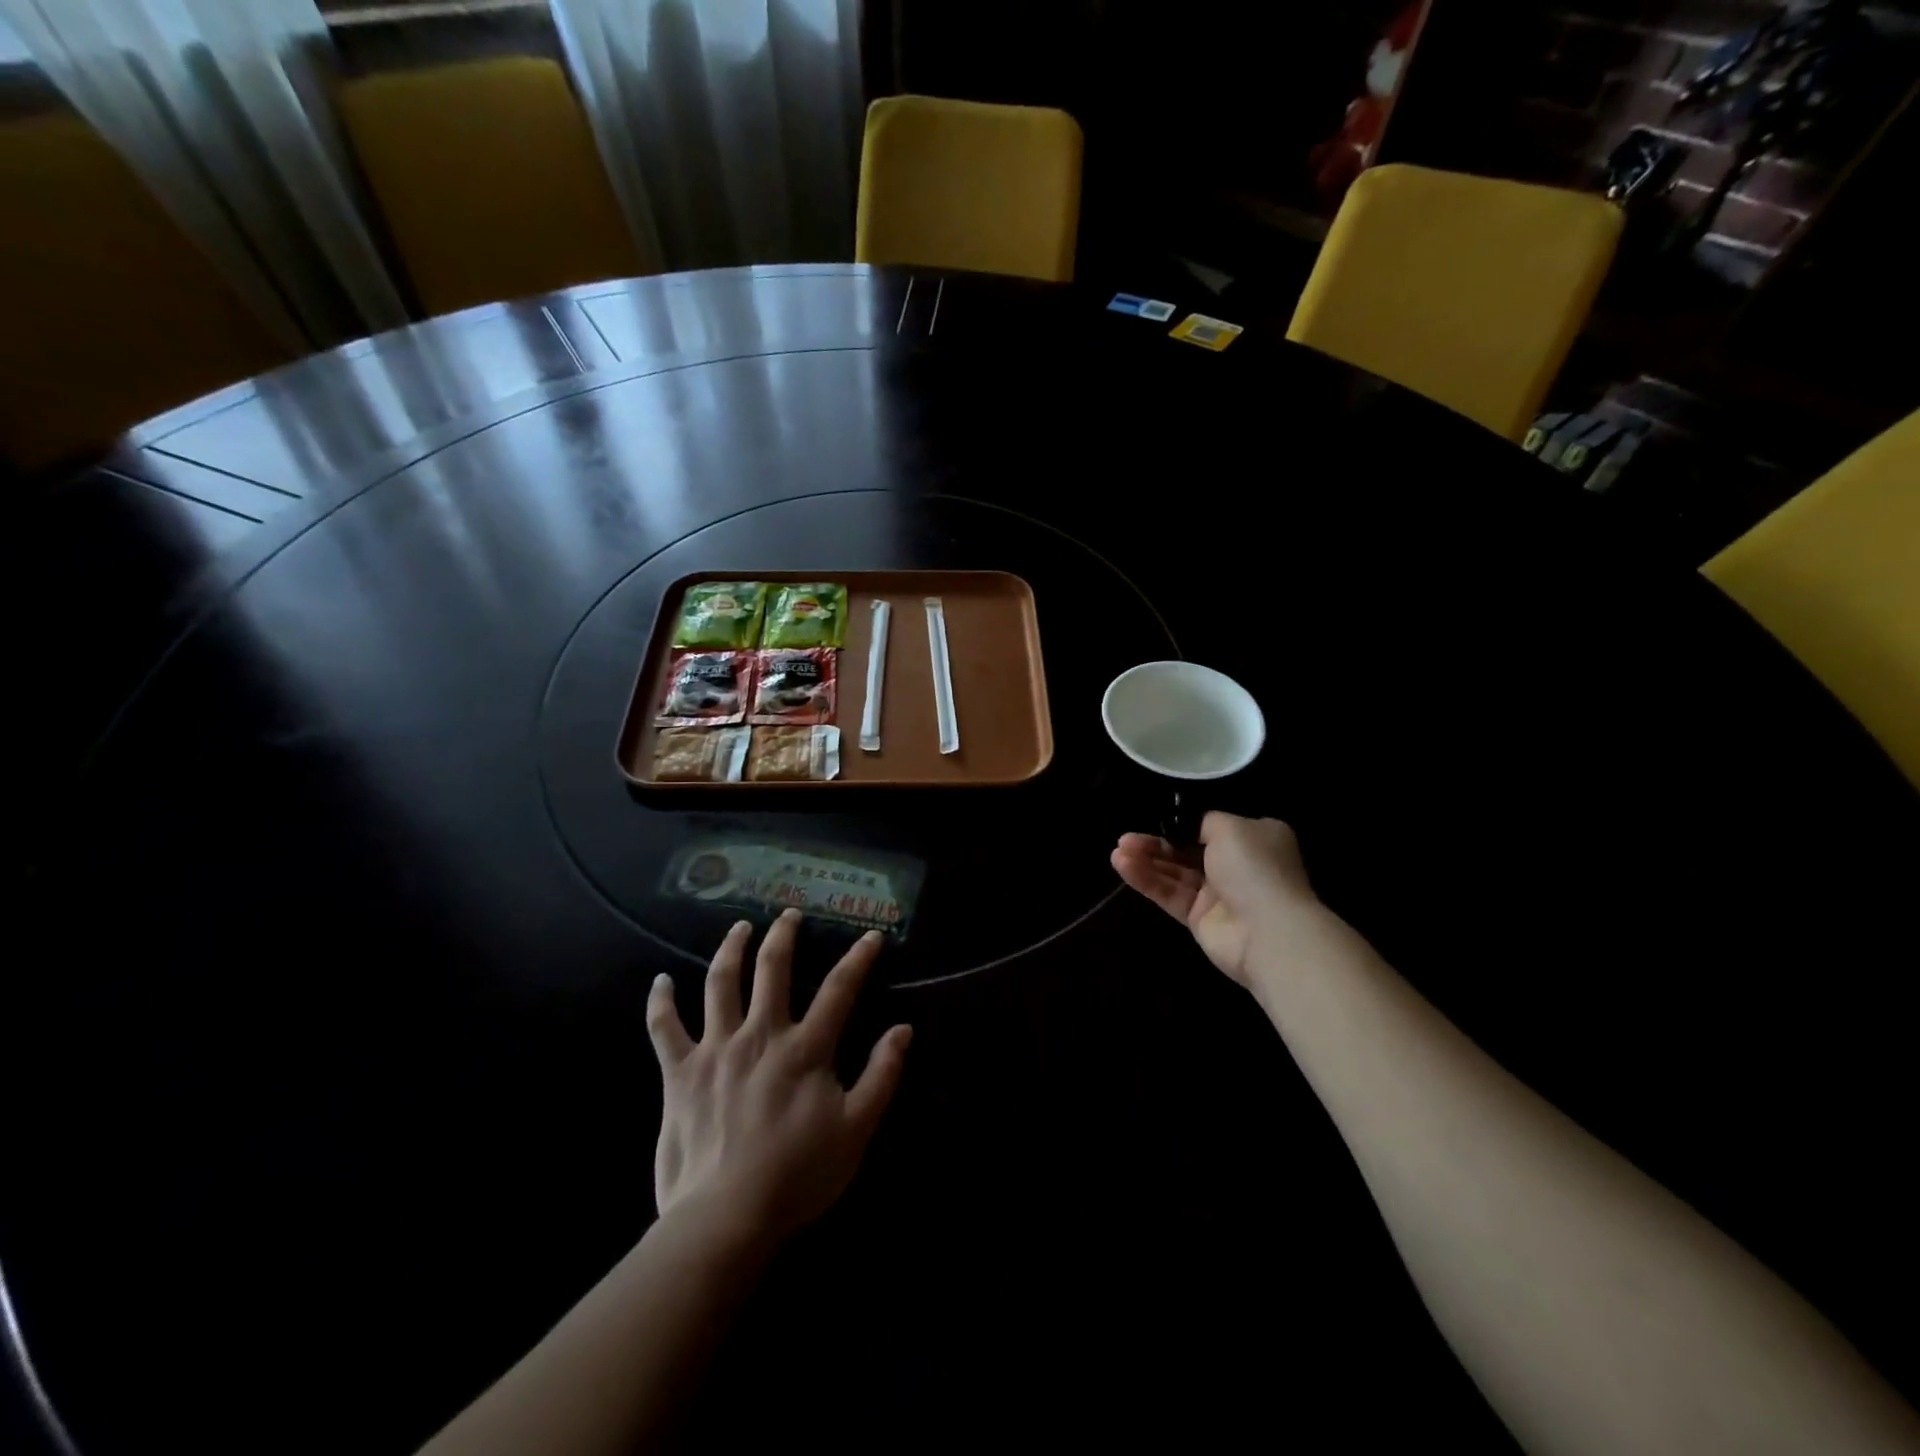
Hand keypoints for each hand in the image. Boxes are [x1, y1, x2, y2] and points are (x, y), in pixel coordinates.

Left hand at [646, 910, 911, 1248]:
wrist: (725, 1220)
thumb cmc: (797, 1175)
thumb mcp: (857, 1130)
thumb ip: (882, 1075)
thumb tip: (903, 1029)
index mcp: (805, 1048)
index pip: (840, 989)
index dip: (858, 958)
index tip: (870, 935)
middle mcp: (760, 1035)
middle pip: (772, 969)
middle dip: (783, 935)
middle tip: (788, 913)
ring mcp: (716, 1050)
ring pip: (721, 984)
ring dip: (730, 950)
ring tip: (739, 928)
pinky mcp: (680, 1074)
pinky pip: (664, 1029)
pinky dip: (660, 1002)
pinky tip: (660, 981)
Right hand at [1111, 813, 1317, 986]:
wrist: (1269, 932)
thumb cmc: (1255, 868)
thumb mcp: (1231, 827)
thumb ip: (1202, 821)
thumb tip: (1187, 823)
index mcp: (1254, 839)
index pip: (1211, 826)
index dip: (1181, 822)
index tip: (1154, 817)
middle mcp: (1237, 865)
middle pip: (1187, 849)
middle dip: (1156, 842)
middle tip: (1125, 837)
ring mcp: (1217, 894)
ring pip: (1174, 872)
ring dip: (1146, 860)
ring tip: (1117, 851)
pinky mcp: (1198, 918)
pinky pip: (1169, 894)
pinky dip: (1147, 880)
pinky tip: (1123, 866)